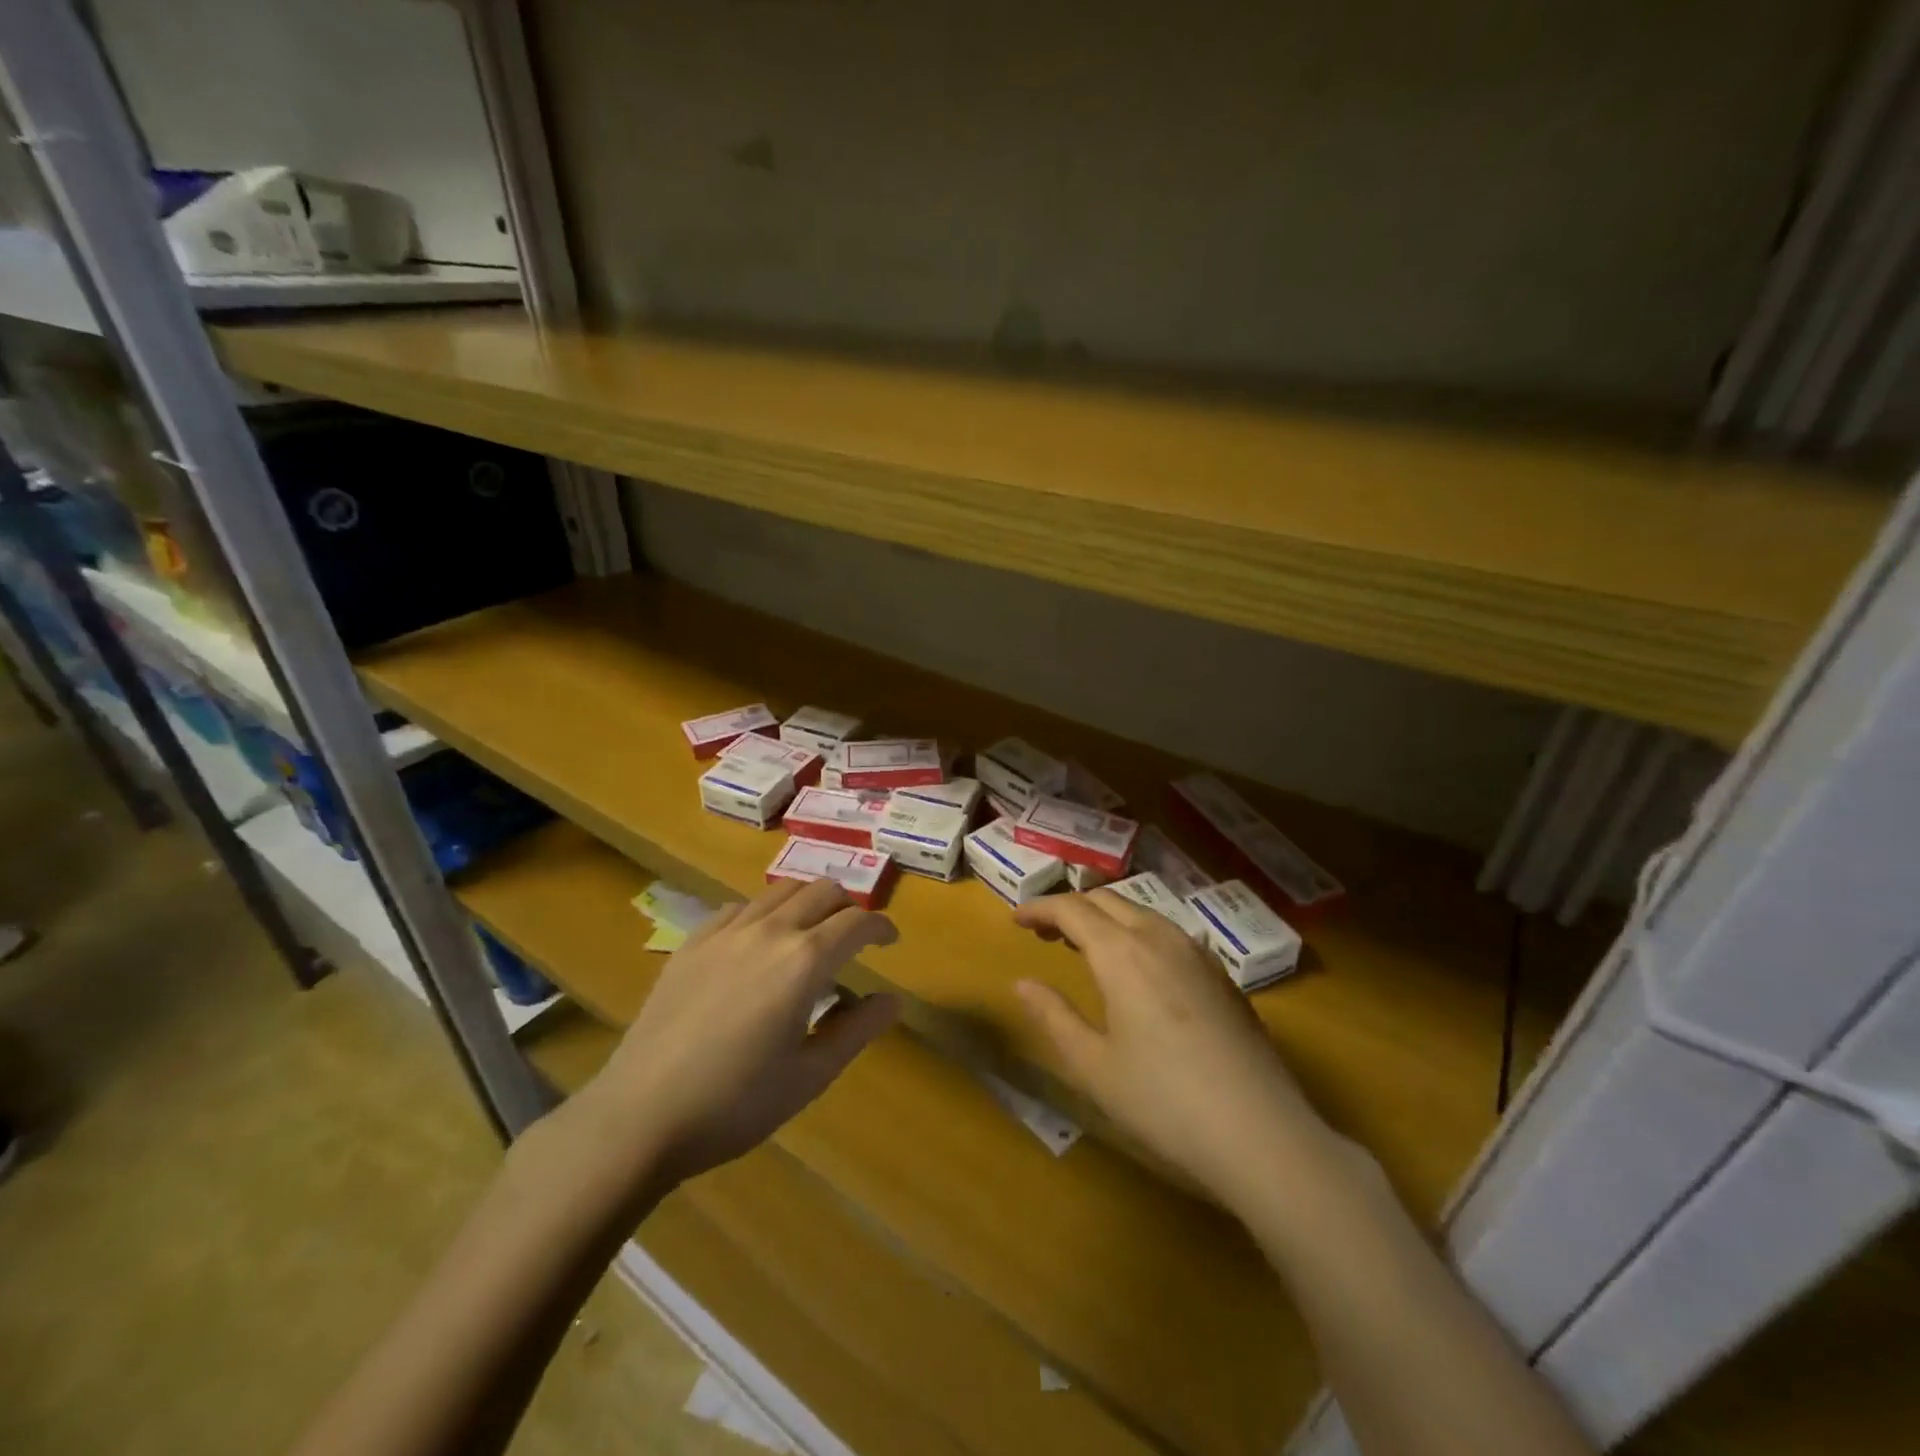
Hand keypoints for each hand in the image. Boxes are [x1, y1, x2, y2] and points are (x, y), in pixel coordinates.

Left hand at [581, 879, 898, 1187]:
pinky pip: (740, 907)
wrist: (640, 1115)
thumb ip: (858, 1030)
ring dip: (808, 903)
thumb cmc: (735, 1103)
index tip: (890, 942)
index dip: (881, 927)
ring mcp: (726, 931)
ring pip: (781, 890)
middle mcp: (769, 930)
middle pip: (822, 891)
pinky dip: (765, 913)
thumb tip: (892, 999)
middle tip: (855, 937)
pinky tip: (759, 943)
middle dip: (848, 907)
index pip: (857, 922)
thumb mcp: (810, 1076)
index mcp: (805, 960)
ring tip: (810, 934)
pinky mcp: (693, 942)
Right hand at [1012, 891, 1344, 1215]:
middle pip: (1107, 901)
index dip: (1040, 908)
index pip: (1072, 909)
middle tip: (1044, 932)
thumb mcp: (1094, 1065)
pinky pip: (1168, 932)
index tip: (1016, 919)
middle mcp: (1159, 938)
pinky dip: (1137, 932)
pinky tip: (1138, 968)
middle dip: (1071, 908)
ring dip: (1106, 918)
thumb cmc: (1163, 1102)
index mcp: (1121, 953)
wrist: (1262, 1133)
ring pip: (1141, 913)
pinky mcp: (1221, 975)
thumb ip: (1053, 1016)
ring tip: (1086, 945)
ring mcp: (1197, 953)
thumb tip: (1022, 983)